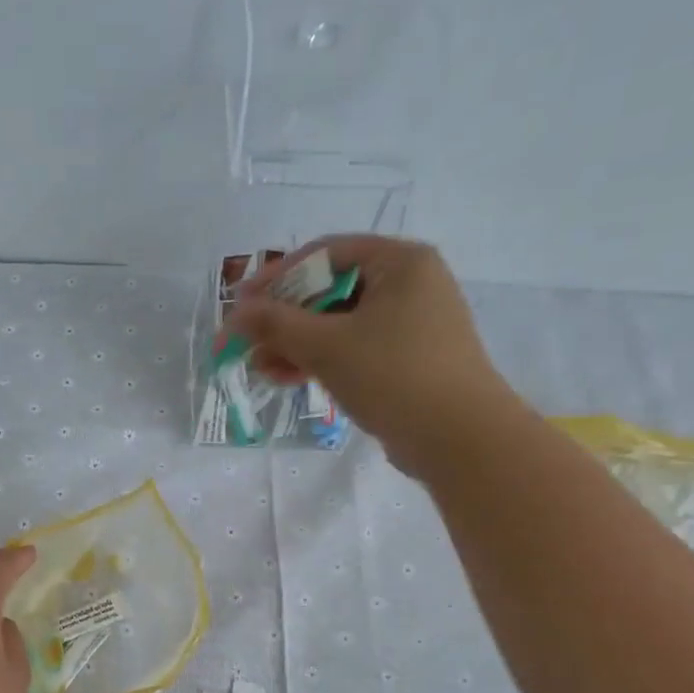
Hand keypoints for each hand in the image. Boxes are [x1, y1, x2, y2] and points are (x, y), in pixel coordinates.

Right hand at [227, 235, 519, 479]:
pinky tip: (289, 378)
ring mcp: (411, 323)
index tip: (241, 304)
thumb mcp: (325, 346)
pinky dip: (321, 360)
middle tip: (248, 342)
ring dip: (296, 344)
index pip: (325, 254)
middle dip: (284, 319)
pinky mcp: (408, 359)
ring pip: (339, 324)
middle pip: (330, 290)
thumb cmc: (393, 376)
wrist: (459, 438)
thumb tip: (234, 315)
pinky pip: (354, 348)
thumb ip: (274, 324)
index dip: (277, 277)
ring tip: (262, 369)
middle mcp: (410, 284)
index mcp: (400, 262)